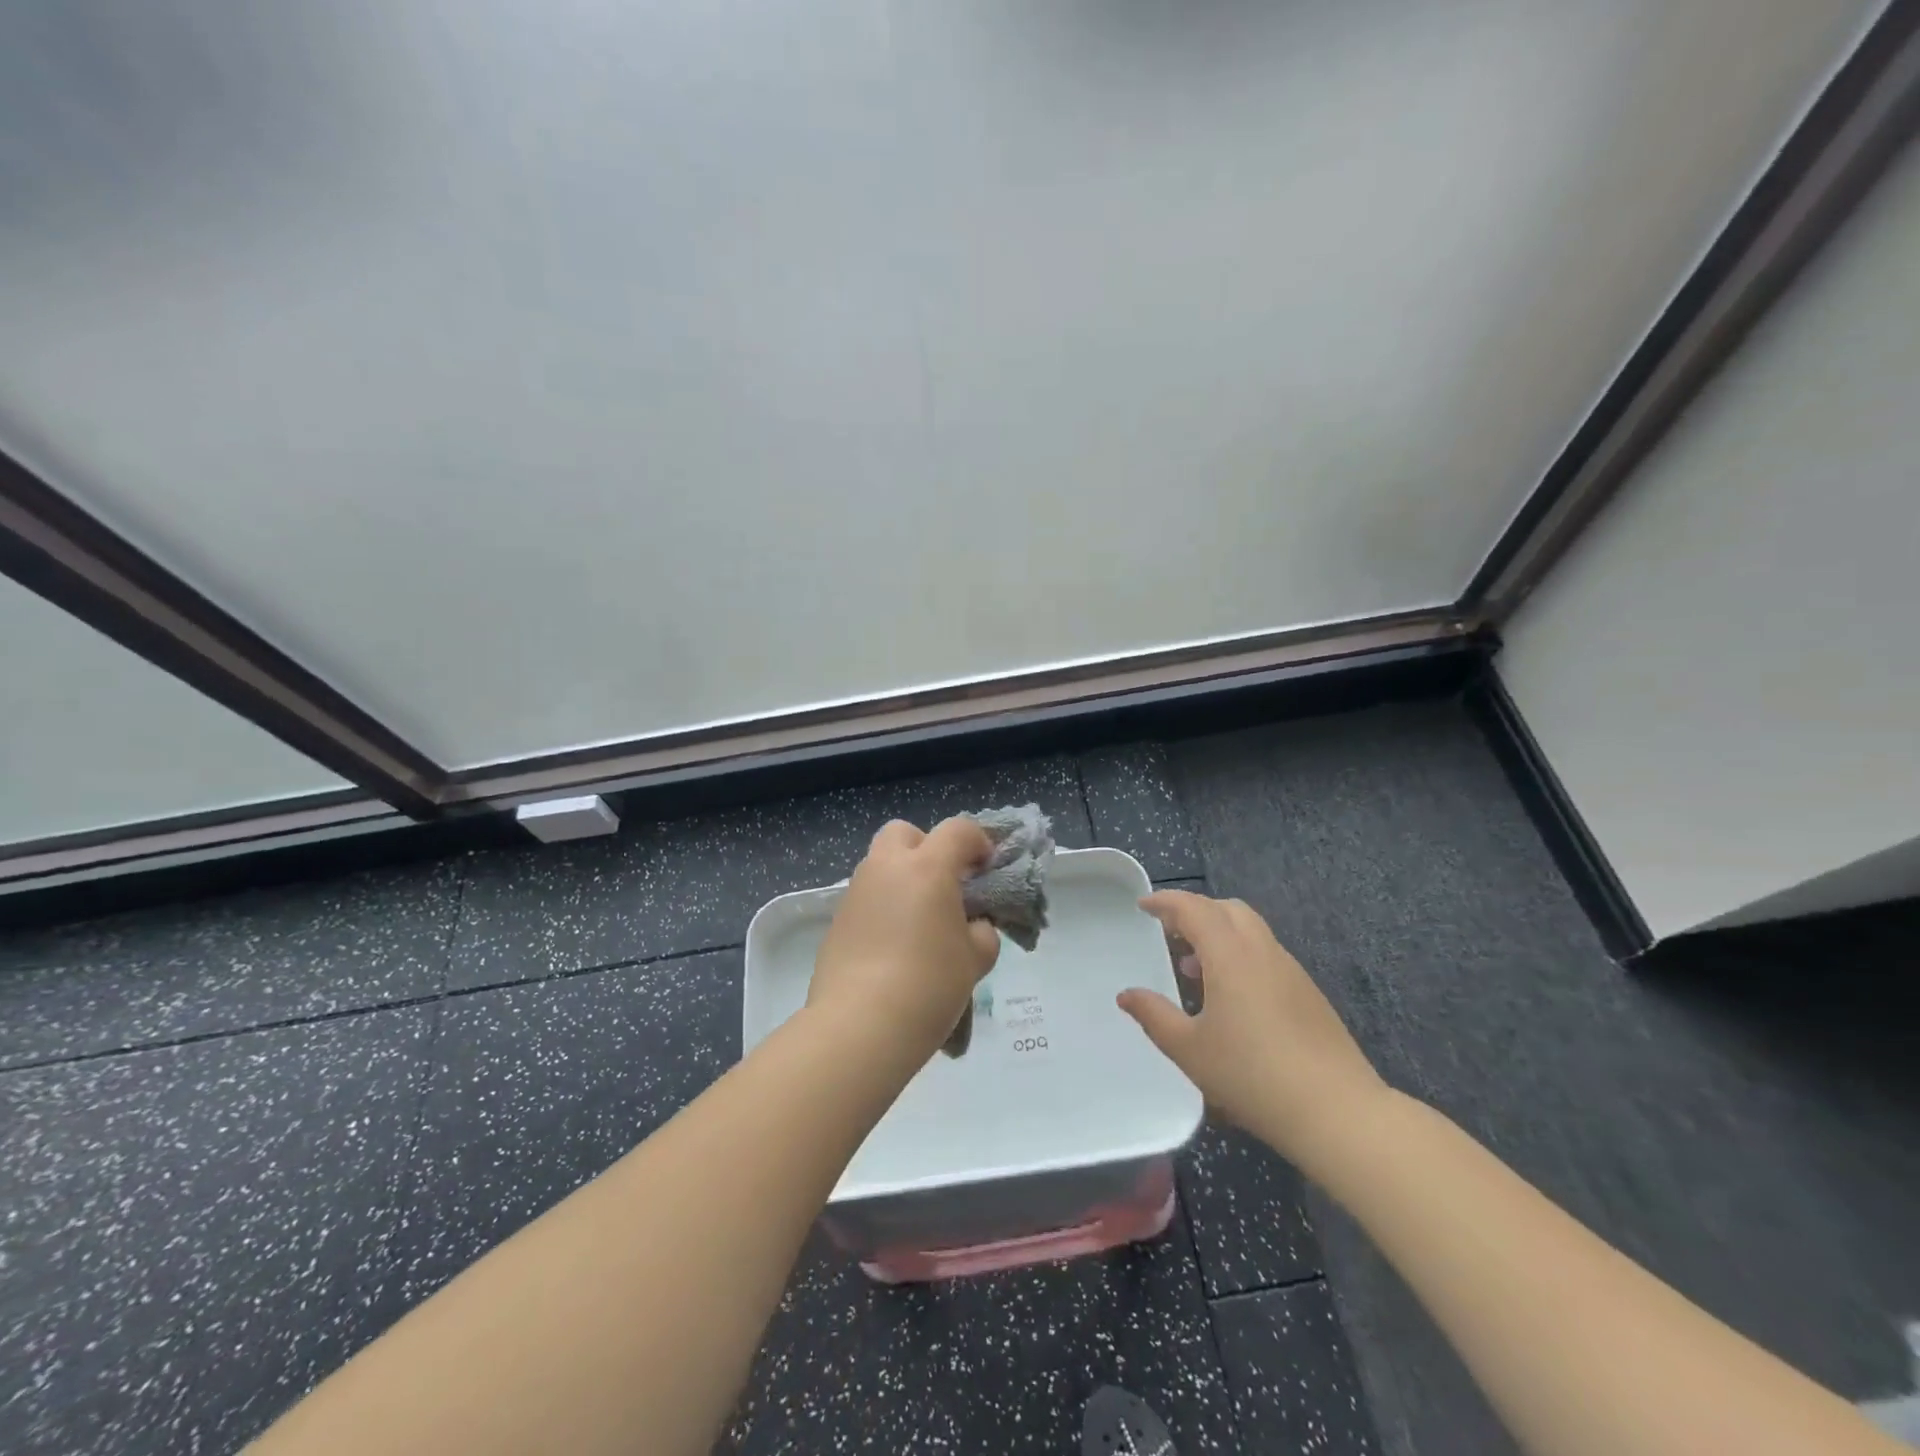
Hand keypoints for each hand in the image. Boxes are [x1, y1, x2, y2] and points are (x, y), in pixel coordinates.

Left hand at [808, 817, 1001, 1063]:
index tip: (987, 870)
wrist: (860, 1025)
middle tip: (943, 885)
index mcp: (927, 867)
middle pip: (904, 833)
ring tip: (919, 922)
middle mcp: (886, 868)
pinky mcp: (836, 921)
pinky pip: (866, 898)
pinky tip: (893, 947)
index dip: (978, 842)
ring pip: (880, 865)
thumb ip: (981, 933)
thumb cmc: (929, 984)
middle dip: (926, 848)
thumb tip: (972, 927)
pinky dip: (883, 908)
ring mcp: (856, 892)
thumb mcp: (975, 959)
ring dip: (902, 879)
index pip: (957, 830)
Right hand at [1119, 889, 1387, 1173]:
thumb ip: (1154, 1016)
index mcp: (1230, 955)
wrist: (1338, 1112)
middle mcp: (1262, 951)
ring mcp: (1290, 970)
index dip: (1165, 902)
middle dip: (1195, 912)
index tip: (1143, 907)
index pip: (1194, 909)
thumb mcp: (1190, 1050)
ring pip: (1250, 930)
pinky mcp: (1308, 993)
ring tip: (1194, 969)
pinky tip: (1231, 997)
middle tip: (1169, 934)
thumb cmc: (1253, 1076)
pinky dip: (1240, 955)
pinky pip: (1266, 954)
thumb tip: (1126, 995)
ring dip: (1219, 934)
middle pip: (1227, 909)